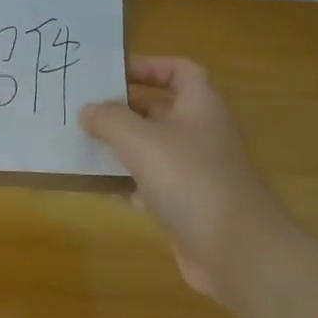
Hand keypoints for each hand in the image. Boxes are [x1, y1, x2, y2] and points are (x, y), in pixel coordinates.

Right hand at [80, 56, 293, 303]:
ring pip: (152, 148)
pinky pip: (150, 183)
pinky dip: (126, 182)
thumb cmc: (190, 180)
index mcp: (200, 106)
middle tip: (82, 109)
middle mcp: (201, 133)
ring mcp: (196, 171)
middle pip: (159, 109)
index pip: (179, 71)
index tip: (111, 73)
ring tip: (80, 144)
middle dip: (122, 108)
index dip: (148, 66)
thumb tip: (88, 111)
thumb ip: (109, 119)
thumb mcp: (141, 140)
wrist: (237, 251)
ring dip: (119, 146)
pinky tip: (97, 186)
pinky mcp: (187, 204)